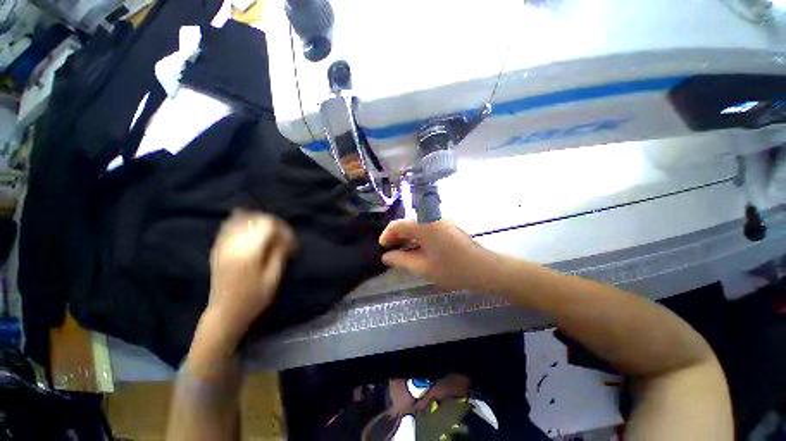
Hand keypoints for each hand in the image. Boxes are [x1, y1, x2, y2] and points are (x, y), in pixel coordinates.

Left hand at [206, 210, 295, 342]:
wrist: (225, 313)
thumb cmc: (254, 298)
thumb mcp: (273, 278)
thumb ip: (279, 253)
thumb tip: (286, 237)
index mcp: (249, 251)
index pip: (267, 225)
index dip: (282, 227)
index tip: (290, 239)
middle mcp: (234, 244)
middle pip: (254, 219)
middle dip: (272, 223)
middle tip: (282, 235)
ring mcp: (223, 246)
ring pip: (240, 220)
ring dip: (257, 221)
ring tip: (268, 231)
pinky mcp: (217, 250)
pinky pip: (227, 227)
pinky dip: (240, 223)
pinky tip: (249, 229)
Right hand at [379, 220, 501, 291]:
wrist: (483, 268)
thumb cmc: (453, 269)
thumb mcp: (423, 268)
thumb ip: (402, 261)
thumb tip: (386, 257)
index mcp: (424, 226)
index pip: (398, 224)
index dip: (387, 235)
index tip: (383, 247)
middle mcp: (431, 218)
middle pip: (407, 223)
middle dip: (396, 236)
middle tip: (391, 251)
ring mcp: (441, 220)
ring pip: (417, 225)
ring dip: (407, 236)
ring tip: (402, 251)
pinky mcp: (447, 225)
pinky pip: (427, 227)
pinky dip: (418, 236)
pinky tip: (418, 249)